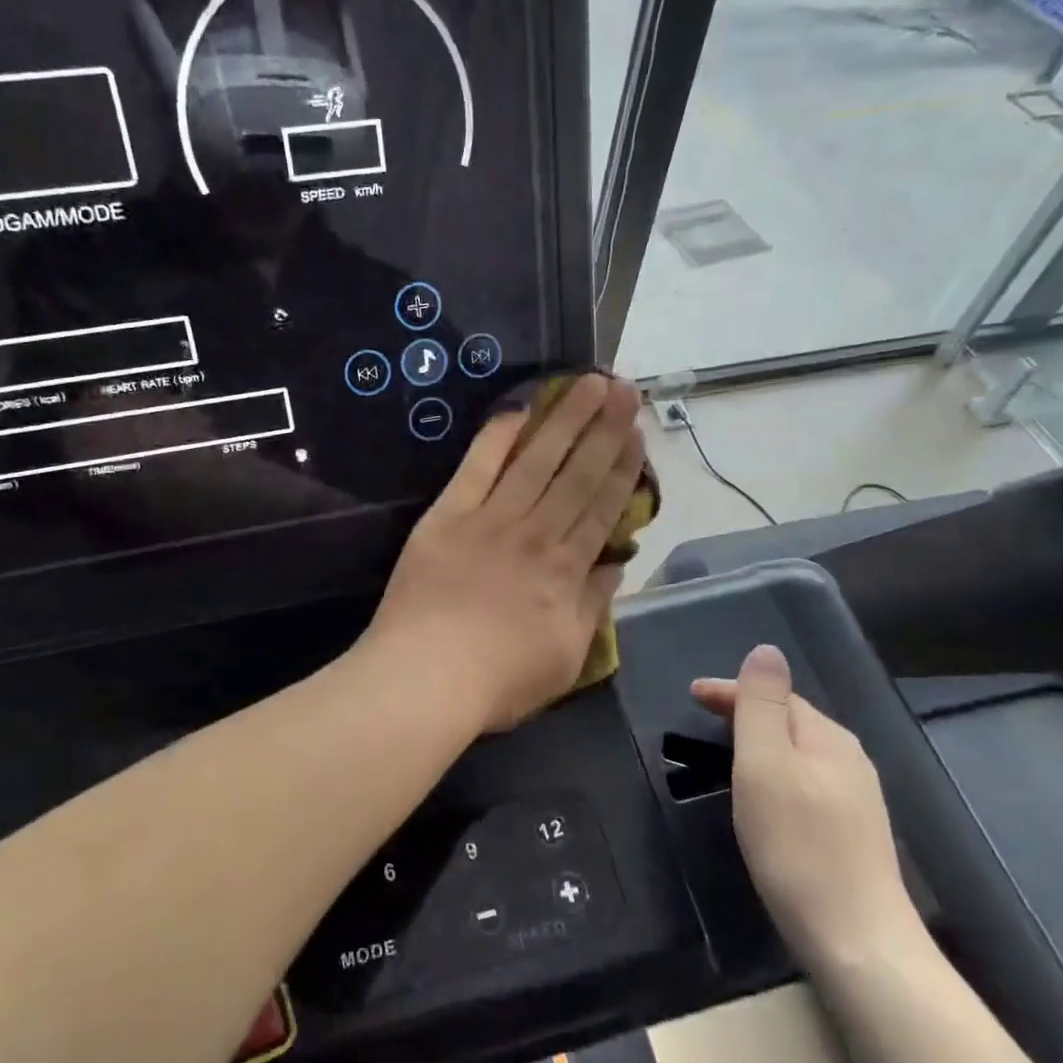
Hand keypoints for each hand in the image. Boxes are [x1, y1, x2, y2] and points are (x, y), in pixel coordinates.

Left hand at [366, 374, 645, 734]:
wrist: (425, 677)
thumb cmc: (499, 679)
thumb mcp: (567, 657)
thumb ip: (593, 605)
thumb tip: (615, 564)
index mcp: (566, 569)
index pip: (602, 507)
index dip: (624, 467)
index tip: (638, 433)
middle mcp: (535, 533)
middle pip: (578, 473)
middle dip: (605, 429)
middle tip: (626, 389)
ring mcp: (490, 518)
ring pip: (537, 460)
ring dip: (566, 419)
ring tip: (590, 384)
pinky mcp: (448, 514)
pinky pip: (477, 466)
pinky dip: (498, 436)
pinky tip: (519, 408)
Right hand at [692, 645, 922, 971]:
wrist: (857, 941)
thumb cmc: (797, 845)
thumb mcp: (766, 764)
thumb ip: (762, 705)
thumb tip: (766, 650)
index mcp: (828, 737)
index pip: (775, 695)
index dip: (731, 689)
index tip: (691, 694)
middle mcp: (849, 759)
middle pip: (791, 719)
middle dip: (747, 711)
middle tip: (704, 718)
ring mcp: (857, 799)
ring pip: (800, 752)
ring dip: (763, 742)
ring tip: (727, 750)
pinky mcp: (854, 833)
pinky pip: (807, 781)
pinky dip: (778, 772)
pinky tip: (767, 796)